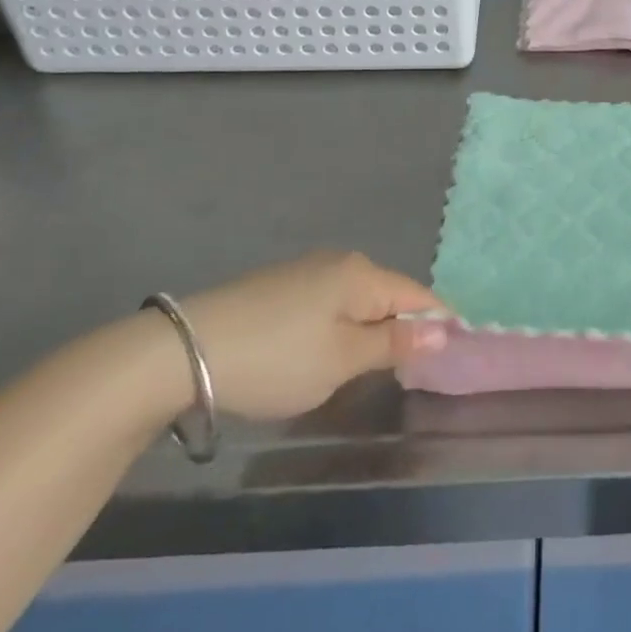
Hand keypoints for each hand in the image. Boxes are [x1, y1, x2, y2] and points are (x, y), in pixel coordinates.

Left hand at [169, 251, 448, 421]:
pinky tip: (318, 351)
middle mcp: (339, 262)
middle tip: (403, 370)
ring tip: (361, 366)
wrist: (181, 352)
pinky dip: (335, 325)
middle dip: (400, 327)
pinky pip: (326, 302)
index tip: (449, 355)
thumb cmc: (277, 359)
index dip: (437, 323)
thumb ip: (394, 344)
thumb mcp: (342, 360)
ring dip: (366, 328)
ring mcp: (304, 270)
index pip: (418, 295)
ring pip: (355, 299)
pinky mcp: (277, 285)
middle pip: (387, 294)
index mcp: (362, 275)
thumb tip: (443, 330)